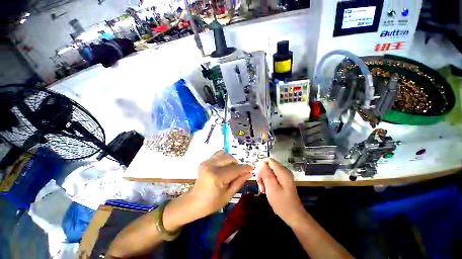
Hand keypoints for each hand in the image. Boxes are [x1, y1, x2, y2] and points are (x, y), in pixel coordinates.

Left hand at [186, 150, 252, 219]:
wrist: (194, 202)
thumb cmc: (212, 203)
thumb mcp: (228, 195)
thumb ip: (239, 182)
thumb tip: (249, 173)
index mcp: (217, 177)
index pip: (235, 169)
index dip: (245, 168)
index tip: (252, 168)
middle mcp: (211, 166)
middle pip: (230, 159)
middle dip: (238, 164)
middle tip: (240, 172)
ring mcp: (206, 162)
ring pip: (225, 154)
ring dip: (231, 160)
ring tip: (231, 169)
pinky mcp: (204, 161)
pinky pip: (218, 154)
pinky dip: (224, 158)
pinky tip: (224, 166)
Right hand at [257, 158, 306, 226]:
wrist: (293, 216)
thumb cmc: (282, 203)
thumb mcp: (271, 187)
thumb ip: (266, 174)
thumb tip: (261, 162)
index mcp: (282, 172)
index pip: (269, 161)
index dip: (262, 167)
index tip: (259, 177)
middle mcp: (283, 171)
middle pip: (268, 166)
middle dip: (262, 174)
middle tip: (261, 185)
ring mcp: (283, 177)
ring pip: (269, 172)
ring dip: (264, 179)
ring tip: (263, 189)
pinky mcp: (282, 181)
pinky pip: (272, 177)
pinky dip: (267, 182)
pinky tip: (266, 190)